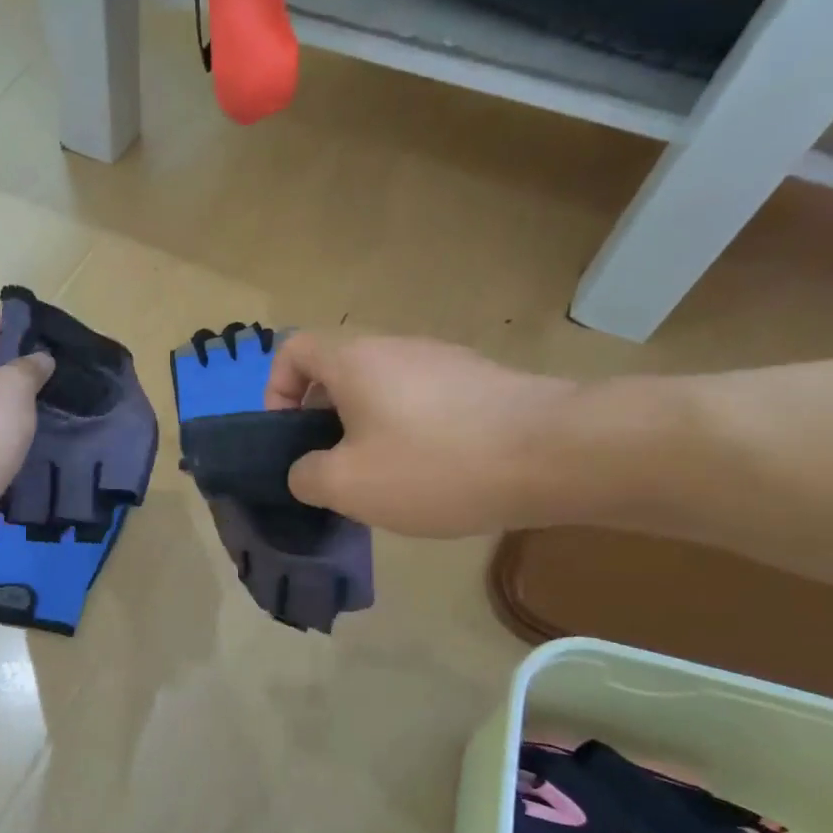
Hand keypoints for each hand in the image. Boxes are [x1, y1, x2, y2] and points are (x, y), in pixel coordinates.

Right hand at [264, 333, 582, 537]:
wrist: (556, 453)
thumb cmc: (434, 464)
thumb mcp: (348, 485)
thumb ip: (306, 476)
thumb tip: (306, 471)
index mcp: (355, 360)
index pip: (293, 350)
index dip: (275, 390)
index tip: (289, 437)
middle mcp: (396, 347)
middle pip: (339, 372)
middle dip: (322, 421)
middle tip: (334, 470)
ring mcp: (444, 361)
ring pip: (383, 390)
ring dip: (368, 430)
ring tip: (386, 480)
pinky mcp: (481, 382)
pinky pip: (425, 402)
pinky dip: (412, 432)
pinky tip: (436, 474)